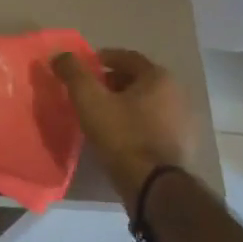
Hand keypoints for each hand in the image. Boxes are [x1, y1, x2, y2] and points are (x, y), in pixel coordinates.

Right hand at [52, 47, 194, 207]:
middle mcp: (177, 93)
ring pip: (146, 103)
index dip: (102, 59)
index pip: (127, 57)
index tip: (84, 69)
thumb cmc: (122, 135)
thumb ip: (74, 73)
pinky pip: (153, 124)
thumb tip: (60, 55)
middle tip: (89, 92)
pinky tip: (119, 136)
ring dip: (124, 104)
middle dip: (112, 82)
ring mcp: (182, 121)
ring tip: (101, 115)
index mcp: (159, 77)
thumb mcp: (89, 100)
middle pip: (138, 80)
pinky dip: (136, 123)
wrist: (153, 185)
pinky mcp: (181, 145)